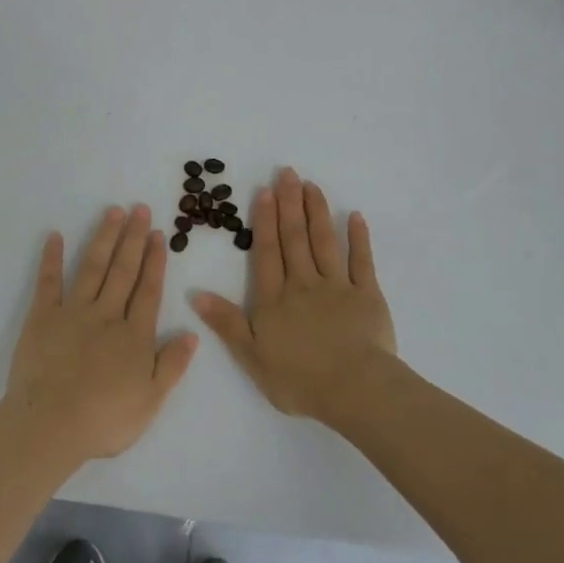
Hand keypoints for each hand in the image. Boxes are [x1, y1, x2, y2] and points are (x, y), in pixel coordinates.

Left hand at [3, 204, 198, 462]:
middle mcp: (106, 315)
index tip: (158, 234)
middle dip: (133, 238)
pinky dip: (51, 258)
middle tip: (139, 209)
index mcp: (134, 335)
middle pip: (123, 271)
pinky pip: (48, 282)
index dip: (155, 261)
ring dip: (104, 238)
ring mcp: (73, 312)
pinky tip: (55, 236)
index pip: (148, 291)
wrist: (51, 425)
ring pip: (92, 268)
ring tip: (113, 212)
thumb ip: (172, 365)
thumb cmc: (105, 419)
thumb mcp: (151, 400)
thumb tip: (193, 333)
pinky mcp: (42, 317)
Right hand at [192, 168, 395, 422]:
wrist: (355, 390)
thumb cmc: (299, 379)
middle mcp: (304, 284)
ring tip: (311, 186)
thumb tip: (195, 293)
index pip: (267, 253)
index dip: (265, 221)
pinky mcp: (367, 296)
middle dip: (290, 204)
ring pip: (325, 242)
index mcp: (275, 299)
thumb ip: (226, 322)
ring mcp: (338, 287)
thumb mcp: (251, 356)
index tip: (265, 191)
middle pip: (295, 239)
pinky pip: (362, 261)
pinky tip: (355, 217)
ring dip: (317, 212)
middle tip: (287, 173)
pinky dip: (359, 238)